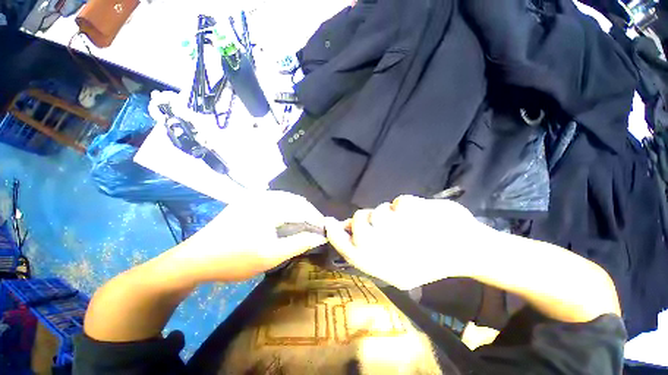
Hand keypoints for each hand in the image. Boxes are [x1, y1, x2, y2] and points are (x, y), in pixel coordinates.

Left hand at [167, 191, 327, 282]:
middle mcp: (262, 195)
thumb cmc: (234, 259)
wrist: (194, 259)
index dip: (316, 218)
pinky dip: (285, 209)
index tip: (324, 230)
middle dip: (308, 213)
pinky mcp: (246, 202)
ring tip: (304, 225)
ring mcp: (252, 197)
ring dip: (297, 211)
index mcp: (268, 205)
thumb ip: (298, 243)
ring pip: (284, 199)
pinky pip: (273, 201)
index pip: (302, 207)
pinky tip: (286, 220)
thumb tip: (319, 237)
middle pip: (295, 200)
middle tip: (315, 228)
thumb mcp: (271, 255)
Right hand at [325, 195, 495, 289]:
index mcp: (384, 267)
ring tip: (404, 222)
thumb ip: (368, 249)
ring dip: (387, 213)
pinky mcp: (415, 212)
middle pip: (358, 223)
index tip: (328, 222)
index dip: (336, 234)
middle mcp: (389, 251)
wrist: (468, 251)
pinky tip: (420, 216)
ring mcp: (402, 231)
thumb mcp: (396, 266)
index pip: (348, 249)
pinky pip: (398, 202)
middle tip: (378, 221)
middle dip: (364, 218)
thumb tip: (346, 229)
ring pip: (377, 210)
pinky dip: (407, 205)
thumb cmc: (430, 259)